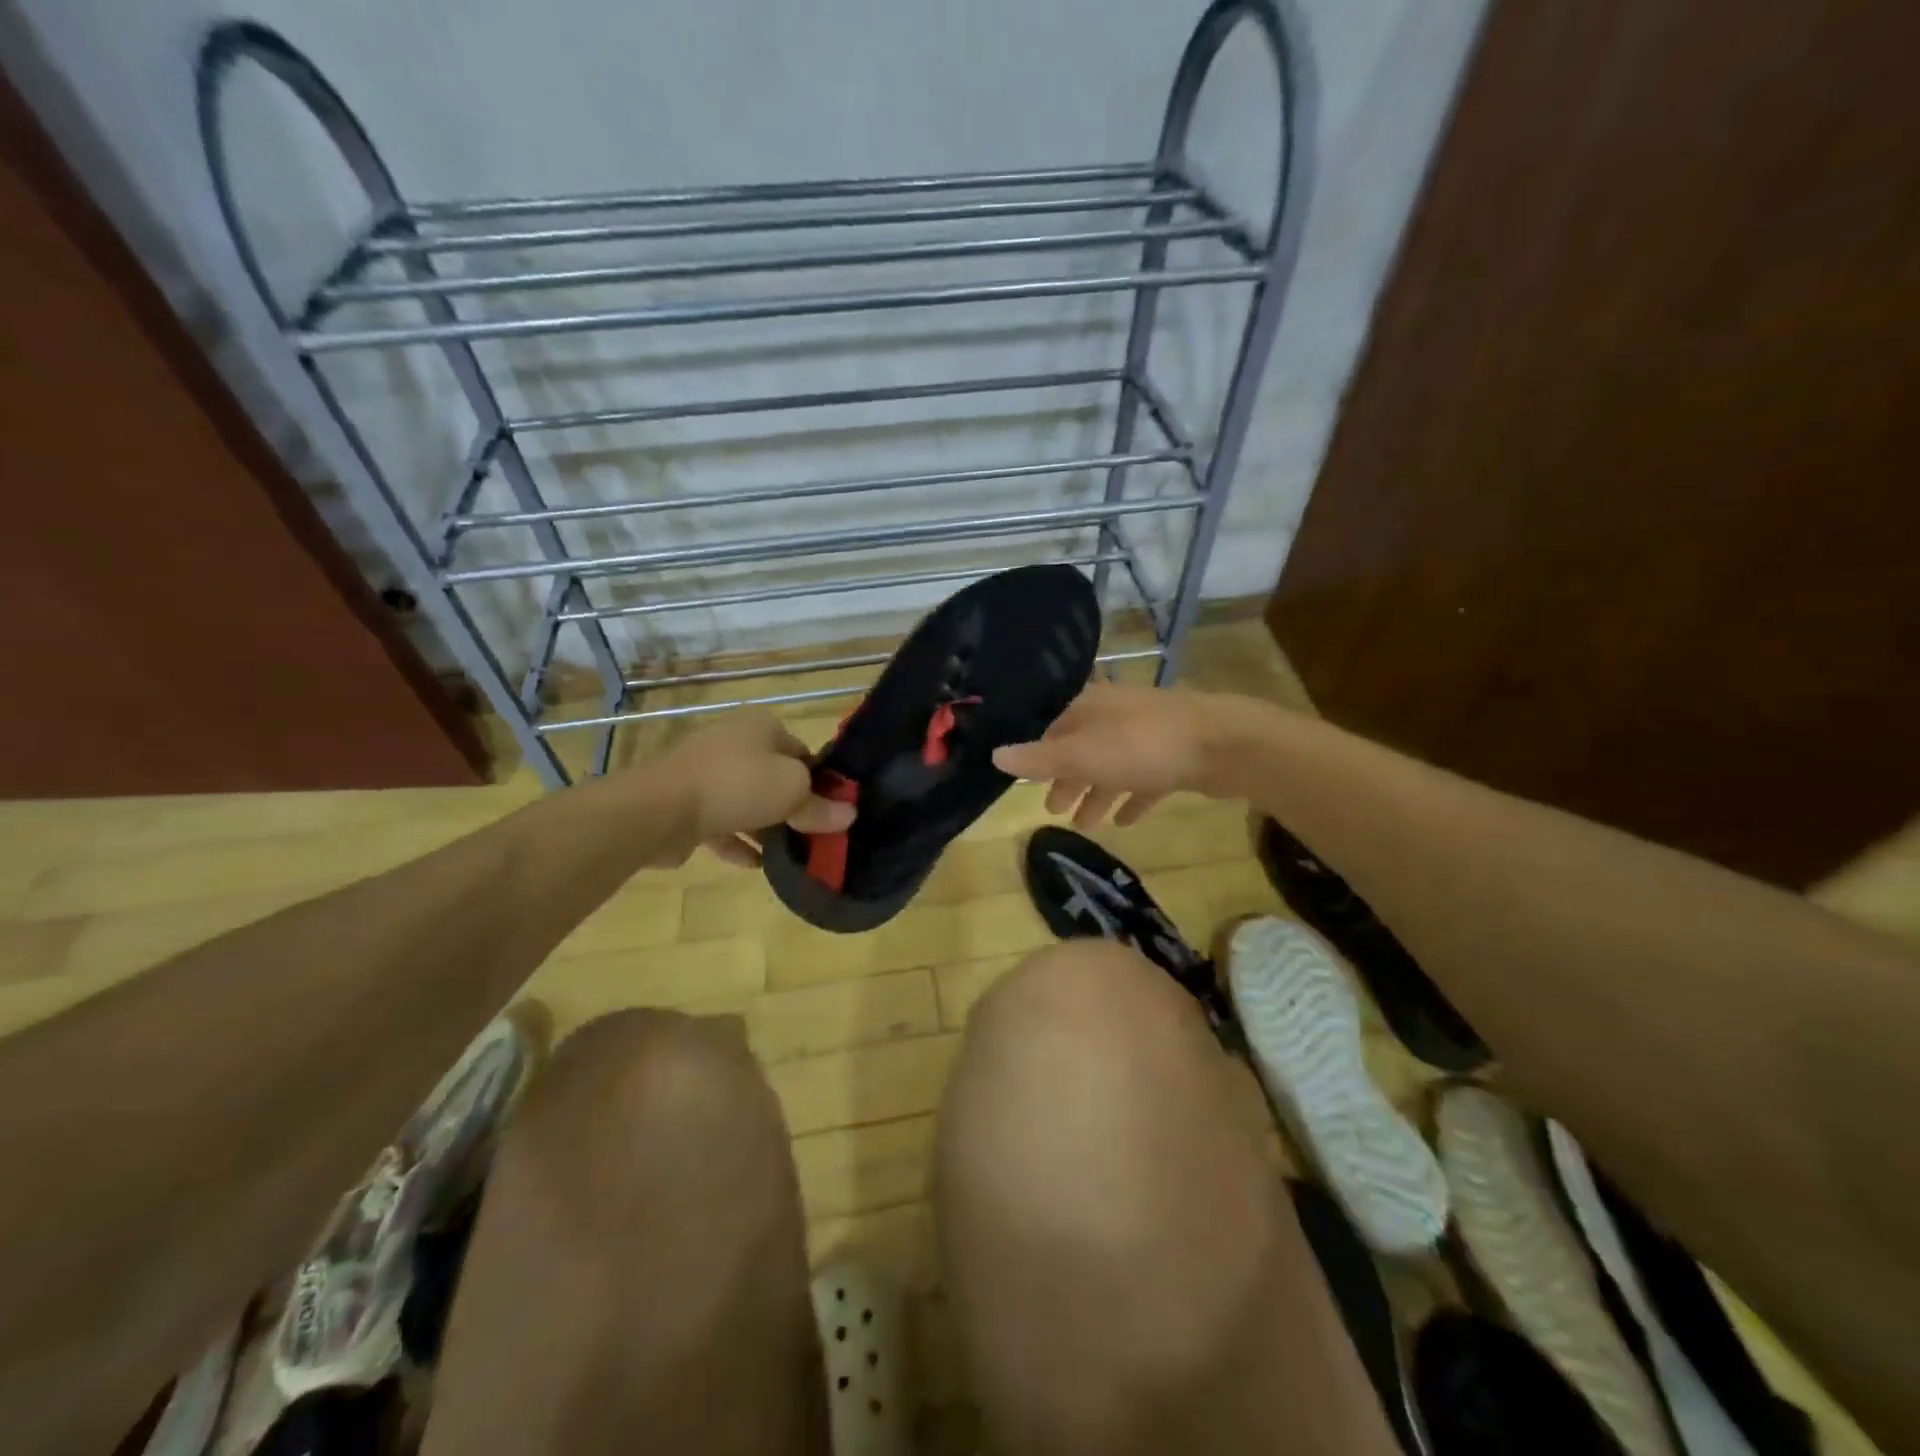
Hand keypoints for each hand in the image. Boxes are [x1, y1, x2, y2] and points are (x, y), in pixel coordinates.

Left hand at [656, 711, 854, 866]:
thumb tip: (848, 815)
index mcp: (761, 726)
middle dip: (791, 805)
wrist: (661, 809)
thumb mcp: (792, 792)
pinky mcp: (685, 804)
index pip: (802, 752)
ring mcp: (705, 773)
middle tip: (813, 834)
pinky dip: (738, 842)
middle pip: (773, 776)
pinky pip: (721, 823)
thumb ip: (820, 806)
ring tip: (789, 853)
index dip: (820, 781)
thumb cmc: (738, 784)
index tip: (832, 810)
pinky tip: (756, 865)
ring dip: (765, 825)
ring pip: (746, 800)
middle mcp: (732, 742)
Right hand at [992, 683, 1244, 827]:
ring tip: (1086, 824)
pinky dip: (1132, 797)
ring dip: (1098, 794)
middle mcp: (1116, 715)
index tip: (1029, 784)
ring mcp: (1148, 734)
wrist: (1221, 744)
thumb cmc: (1141, 746)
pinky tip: (1126, 820)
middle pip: (1083, 749)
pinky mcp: (1175, 756)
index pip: (1054, 730)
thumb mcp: (1081, 755)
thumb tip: (994, 755)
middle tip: (1054, 810)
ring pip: (1113, 766)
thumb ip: (1038, 759)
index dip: (1040, 758)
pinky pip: (1145, 779)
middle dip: (1068, 779)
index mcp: (1089, 708)